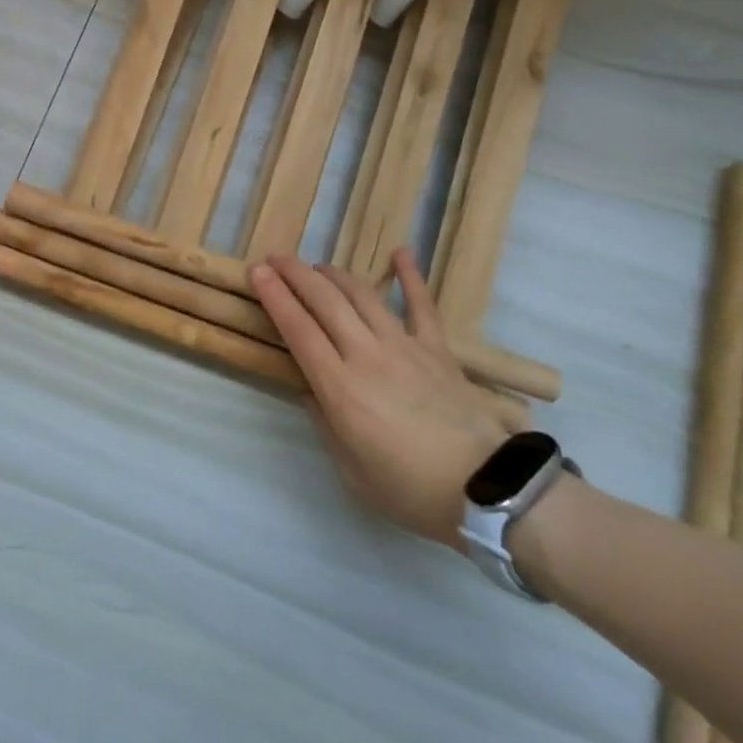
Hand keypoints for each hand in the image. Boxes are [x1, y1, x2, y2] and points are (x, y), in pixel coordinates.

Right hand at [251, 249, 511, 547]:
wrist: (485, 489)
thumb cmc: (410, 489)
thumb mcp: (351, 470)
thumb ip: (325, 422)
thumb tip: (311, 389)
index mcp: (340, 387)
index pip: (298, 329)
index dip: (275, 297)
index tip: (257, 272)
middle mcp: (366, 354)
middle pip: (324, 302)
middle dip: (295, 275)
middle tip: (276, 260)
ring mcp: (404, 345)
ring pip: (362, 295)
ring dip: (335, 274)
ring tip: (317, 266)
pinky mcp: (436, 348)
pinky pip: (421, 304)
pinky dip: (410, 276)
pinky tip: (401, 253)